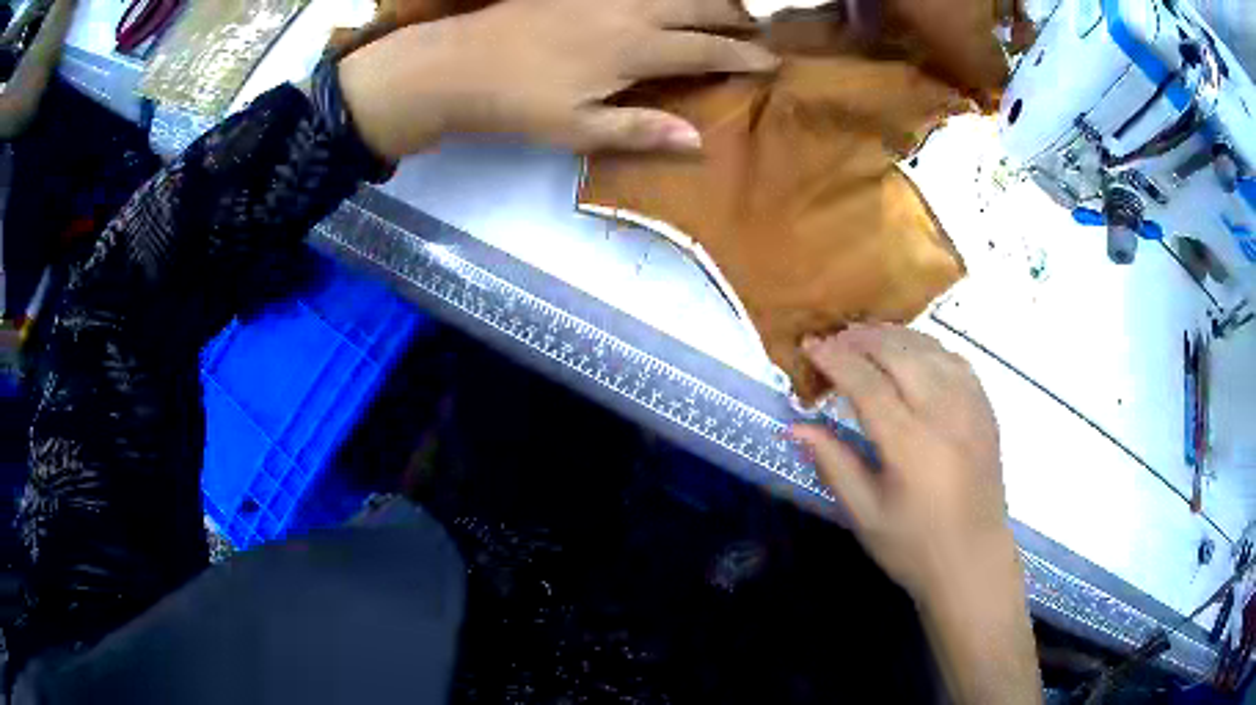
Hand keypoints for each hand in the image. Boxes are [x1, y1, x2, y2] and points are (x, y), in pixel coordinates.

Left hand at [337, 0, 778, 159]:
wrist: (458, 65)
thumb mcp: (578, 128)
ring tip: (724, 6)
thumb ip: (639, 131)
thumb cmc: (518, 103)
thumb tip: (698, 142)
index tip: (773, 62)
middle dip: (736, 14)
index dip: (744, 55)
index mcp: (635, 48)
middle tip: (759, 26)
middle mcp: (630, 10)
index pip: (707, 48)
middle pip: (699, 5)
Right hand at [790, 324, 1015, 601]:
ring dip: (893, 336)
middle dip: (861, 338)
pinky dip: (927, 347)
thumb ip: (832, 463)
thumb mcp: (864, 514)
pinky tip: (911, 354)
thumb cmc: (913, 547)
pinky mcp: (986, 409)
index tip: (809, 345)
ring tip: (865, 339)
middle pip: (899, 353)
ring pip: (929, 348)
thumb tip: (795, 426)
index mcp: (911, 445)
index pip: (867, 383)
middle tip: (833, 339)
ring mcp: (971, 407)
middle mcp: (945, 414)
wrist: (973, 562)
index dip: (835, 359)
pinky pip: (955, 360)